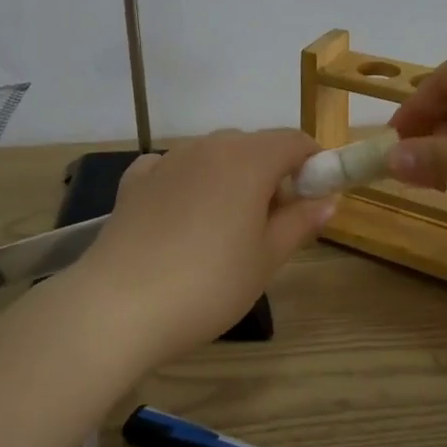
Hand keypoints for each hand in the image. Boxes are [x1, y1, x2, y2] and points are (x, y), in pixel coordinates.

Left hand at [74, 129, 336, 366]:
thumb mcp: (266, 259)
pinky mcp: (135, 180)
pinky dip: (189, 182)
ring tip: (225, 227)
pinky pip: (174, 168)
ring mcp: (167, 160)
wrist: (119, 306)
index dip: (312, 163)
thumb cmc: (208, 285)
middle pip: (253, 145)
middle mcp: (207, 147)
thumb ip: (300, 222)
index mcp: (247, 160)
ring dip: (230, 177)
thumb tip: (328, 200)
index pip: (293, 140)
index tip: (315, 197)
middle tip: (272, 222)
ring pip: (213, 155)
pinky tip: (182, 216)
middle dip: (272, 173)